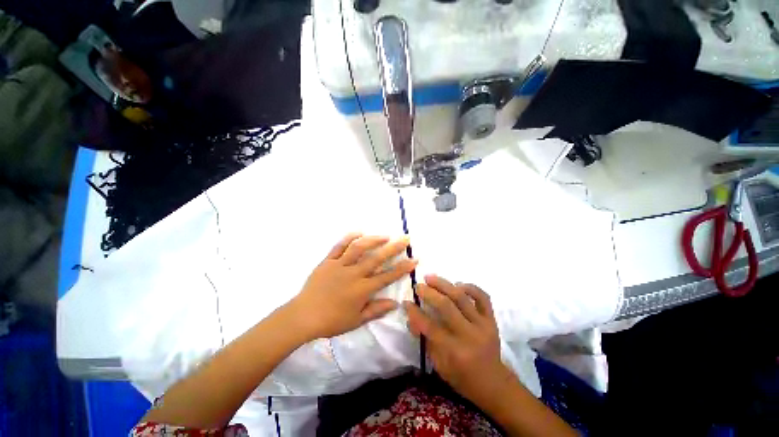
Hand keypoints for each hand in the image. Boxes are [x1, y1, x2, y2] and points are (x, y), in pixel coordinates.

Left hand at [288, 233, 416, 339]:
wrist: (303, 316)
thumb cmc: (331, 321)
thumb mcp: (356, 320)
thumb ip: (376, 310)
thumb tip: (395, 303)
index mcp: (362, 289)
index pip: (387, 276)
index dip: (403, 267)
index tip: (414, 259)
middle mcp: (353, 274)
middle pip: (377, 258)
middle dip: (394, 247)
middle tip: (405, 238)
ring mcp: (340, 265)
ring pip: (359, 248)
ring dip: (373, 239)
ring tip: (385, 235)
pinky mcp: (328, 261)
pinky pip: (339, 246)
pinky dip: (349, 237)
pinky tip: (359, 232)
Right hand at [405, 275, 515, 406]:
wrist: (493, 383)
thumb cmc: (462, 376)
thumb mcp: (439, 364)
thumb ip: (425, 339)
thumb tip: (412, 318)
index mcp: (454, 351)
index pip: (430, 326)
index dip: (415, 313)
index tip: (406, 302)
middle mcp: (469, 335)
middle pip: (446, 307)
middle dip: (429, 293)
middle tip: (418, 286)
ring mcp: (483, 325)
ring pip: (461, 297)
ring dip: (444, 284)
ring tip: (430, 277)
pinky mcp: (492, 319)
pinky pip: (483, 297)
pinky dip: (470, 287)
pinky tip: (457, 284)